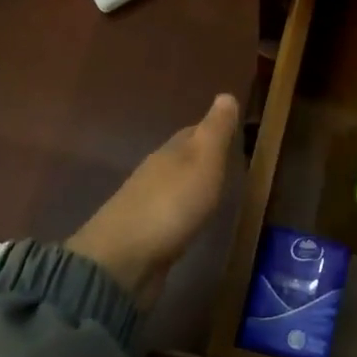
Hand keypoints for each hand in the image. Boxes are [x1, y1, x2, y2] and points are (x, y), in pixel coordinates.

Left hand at [67, 94, 239, 310]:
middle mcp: (154, 174)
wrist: (123, 261)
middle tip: (228, 162)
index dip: (212, 130)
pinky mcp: (144, 237)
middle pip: (180, 159)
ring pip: (173, 187)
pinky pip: (168, 216)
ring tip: (214, 192)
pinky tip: (190, 223)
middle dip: (200, 157)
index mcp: (169, 154)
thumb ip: (215, 131)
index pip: (192, 133)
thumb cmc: (170, 206)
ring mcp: (145, 206)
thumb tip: (226, 94)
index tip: (233, 131)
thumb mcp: (202, 162)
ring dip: (190, 186)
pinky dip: (181, 213)